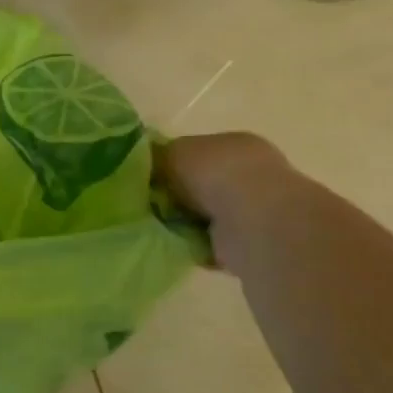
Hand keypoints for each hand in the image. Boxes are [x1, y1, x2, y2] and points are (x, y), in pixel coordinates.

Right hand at [156, 132, 297, 276]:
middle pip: (199, 185)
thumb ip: (155, 157)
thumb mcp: (173, 152)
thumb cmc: (214, 173)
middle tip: (146, 205)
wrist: (251, 220)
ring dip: (182, 223)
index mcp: (235, 145)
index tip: (144, 178)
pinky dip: (193, 246)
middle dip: (174, 197)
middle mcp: (249, 174)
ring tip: (157, 227)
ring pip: (203, 216)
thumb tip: (141, 165)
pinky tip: (177, 245)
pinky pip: (209, 244)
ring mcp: (252, 211)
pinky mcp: (247, 243)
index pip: (196, 152)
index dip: (169, 164)